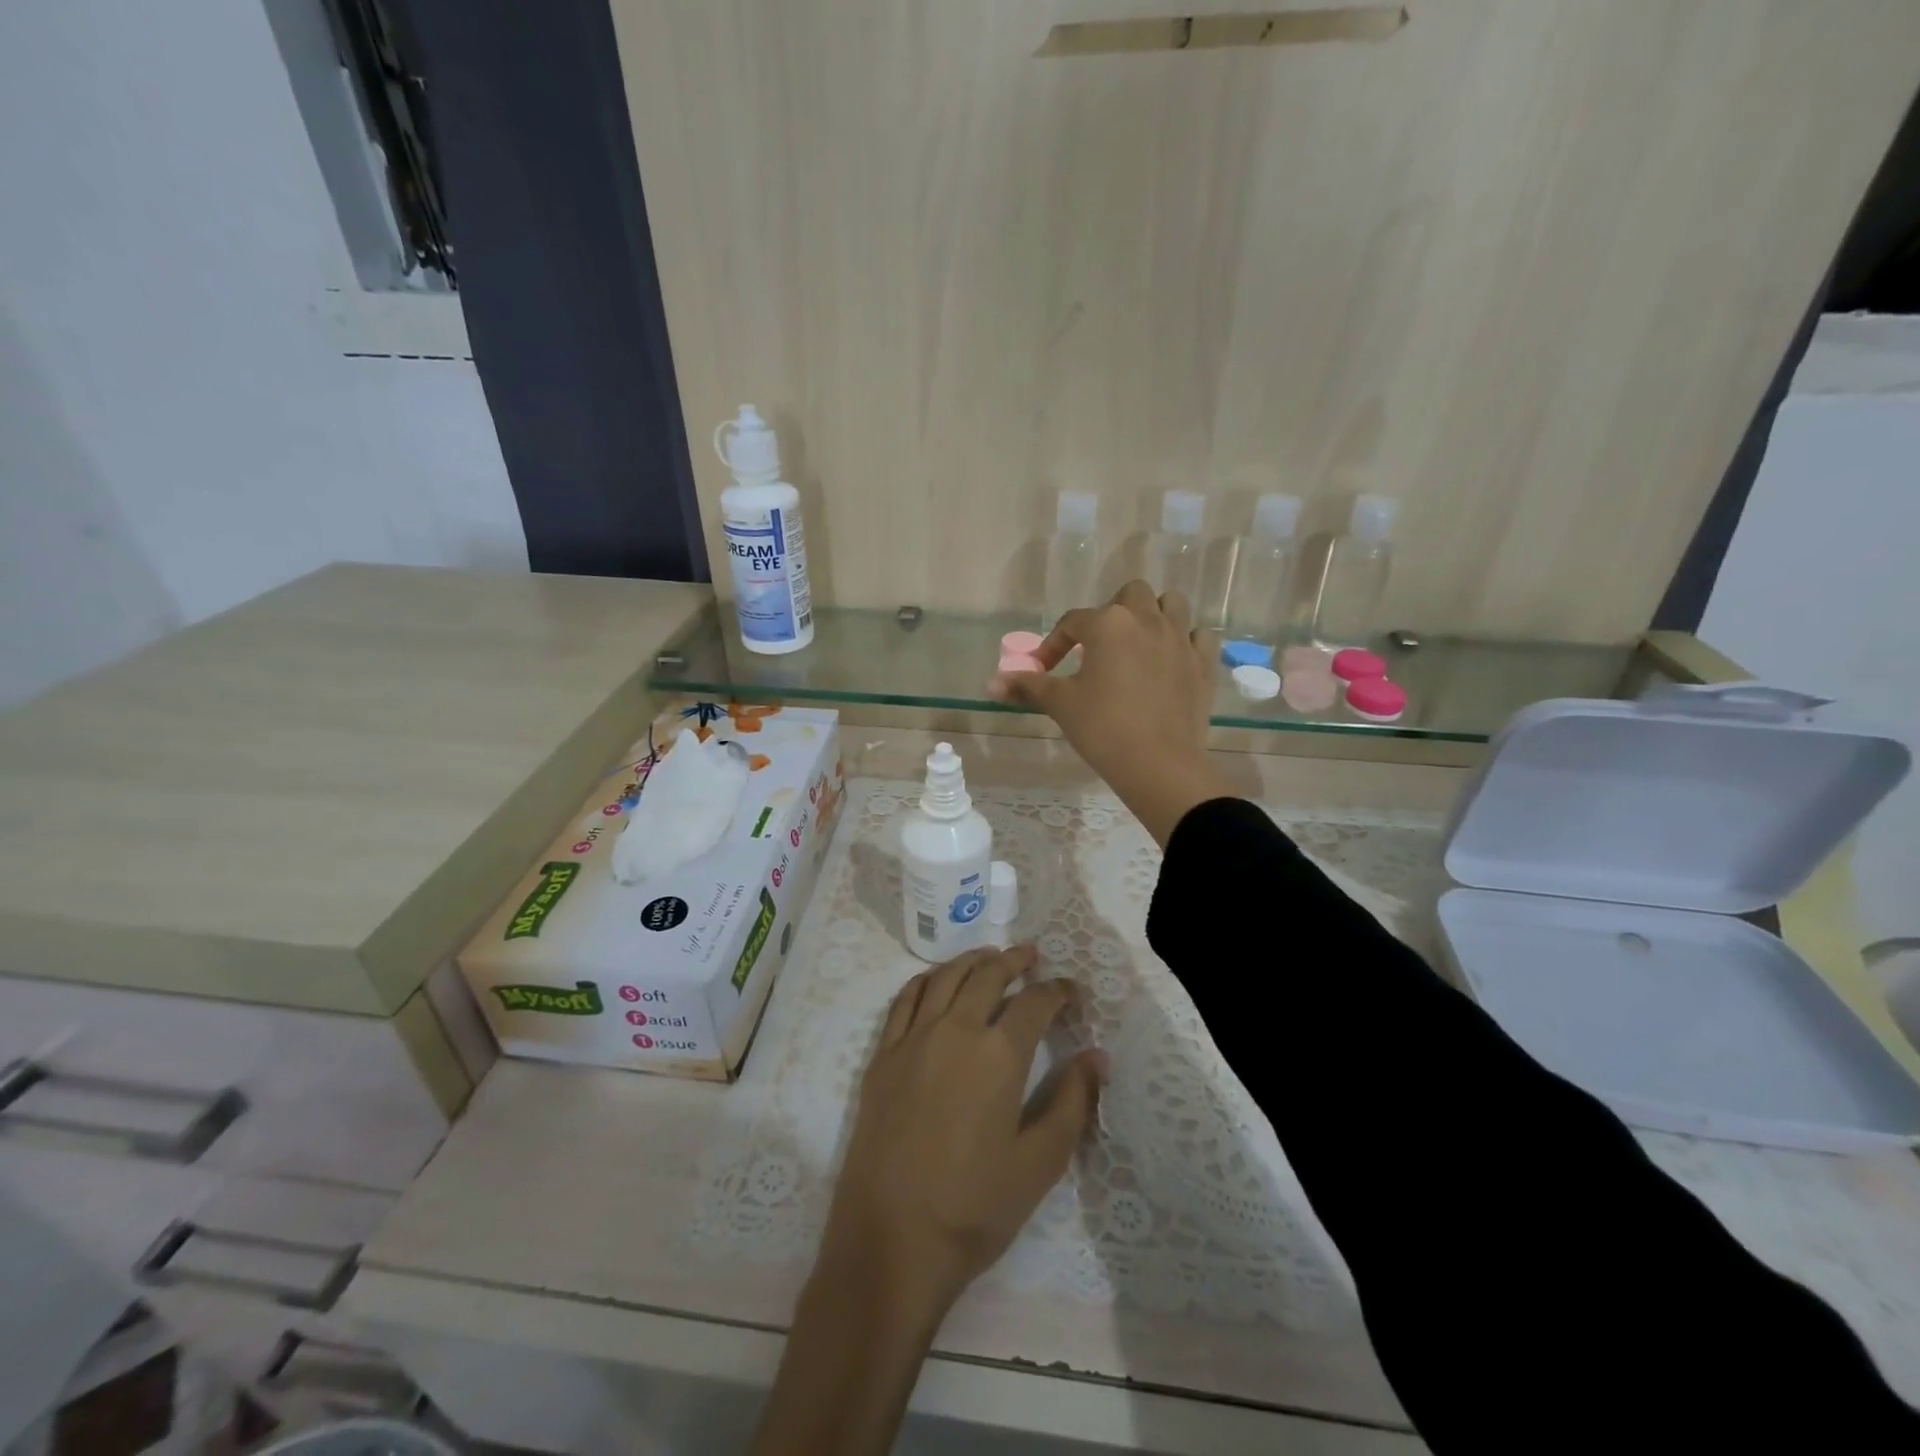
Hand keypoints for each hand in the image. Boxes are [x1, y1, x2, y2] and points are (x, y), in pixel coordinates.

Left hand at [817, 943, 1102, 1318]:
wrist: (890, 1240)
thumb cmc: (974, 1208)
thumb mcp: (1040, 1164)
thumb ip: (1072, 1103)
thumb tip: (1096, 1056)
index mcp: (999, 1054)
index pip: (1036, 1002)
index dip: (1059, 991)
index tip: (1072, 991)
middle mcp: (955, 1030)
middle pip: (988, 974)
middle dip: (1015, 960)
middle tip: (1032, 956)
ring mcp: (913, 1038)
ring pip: (946, 977)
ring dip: (972, 960)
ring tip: (990, 957)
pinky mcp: (883, 1055)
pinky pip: (906, 999)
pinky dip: (928, 979)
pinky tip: (937, 982)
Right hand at [988, 581, 1231, 844]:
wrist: (1158, 764)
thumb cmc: (1102, 727)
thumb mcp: (1060, 704)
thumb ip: (1027, 687)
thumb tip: (990, 683)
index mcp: (1108, 624)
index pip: (1073, 622)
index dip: (1054, 644)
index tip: (1044, 670)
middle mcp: (1147, 620)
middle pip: (1131, 594)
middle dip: (1113, 612)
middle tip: (1100, 645)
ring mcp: (1181, 639)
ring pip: (1172, 604)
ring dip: (1154, 615)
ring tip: (1139, 642)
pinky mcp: (1204, 664)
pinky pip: (1200, 636)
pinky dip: (1186, 642)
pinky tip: (1173, 661)